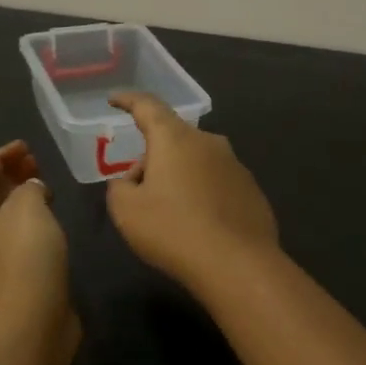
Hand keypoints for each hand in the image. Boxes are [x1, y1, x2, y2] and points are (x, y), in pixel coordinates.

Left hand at [0, 141, 75, 345]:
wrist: (31, 321)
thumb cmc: (24, 256)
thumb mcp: (27, 207)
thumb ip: (28, 188)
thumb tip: (31, 190)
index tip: (24, 148)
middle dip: (8, 176)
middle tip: (36, 164)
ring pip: (2, 220)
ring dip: (21, 199)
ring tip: (47, 188)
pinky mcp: (12, 279)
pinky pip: (17, 240)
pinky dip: (31, 223)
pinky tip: (53, 223)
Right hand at [105, 94, 279, 291]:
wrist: (238, 265)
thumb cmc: (174, 231)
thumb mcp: (126, 211)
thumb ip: (120, 187)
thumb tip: (133, 181)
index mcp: (175, 139)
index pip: (147, 106)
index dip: (128, 101)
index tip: (114, 100)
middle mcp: (209, 142)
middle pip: (172, 138)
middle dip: (152, 157)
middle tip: (137, 190)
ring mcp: (235, 165)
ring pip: (196, 161)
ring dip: (179, 176)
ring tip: (169, 213)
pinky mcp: (251, 190)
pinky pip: (216, 183)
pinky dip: (202, 194)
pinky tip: (198, 224)